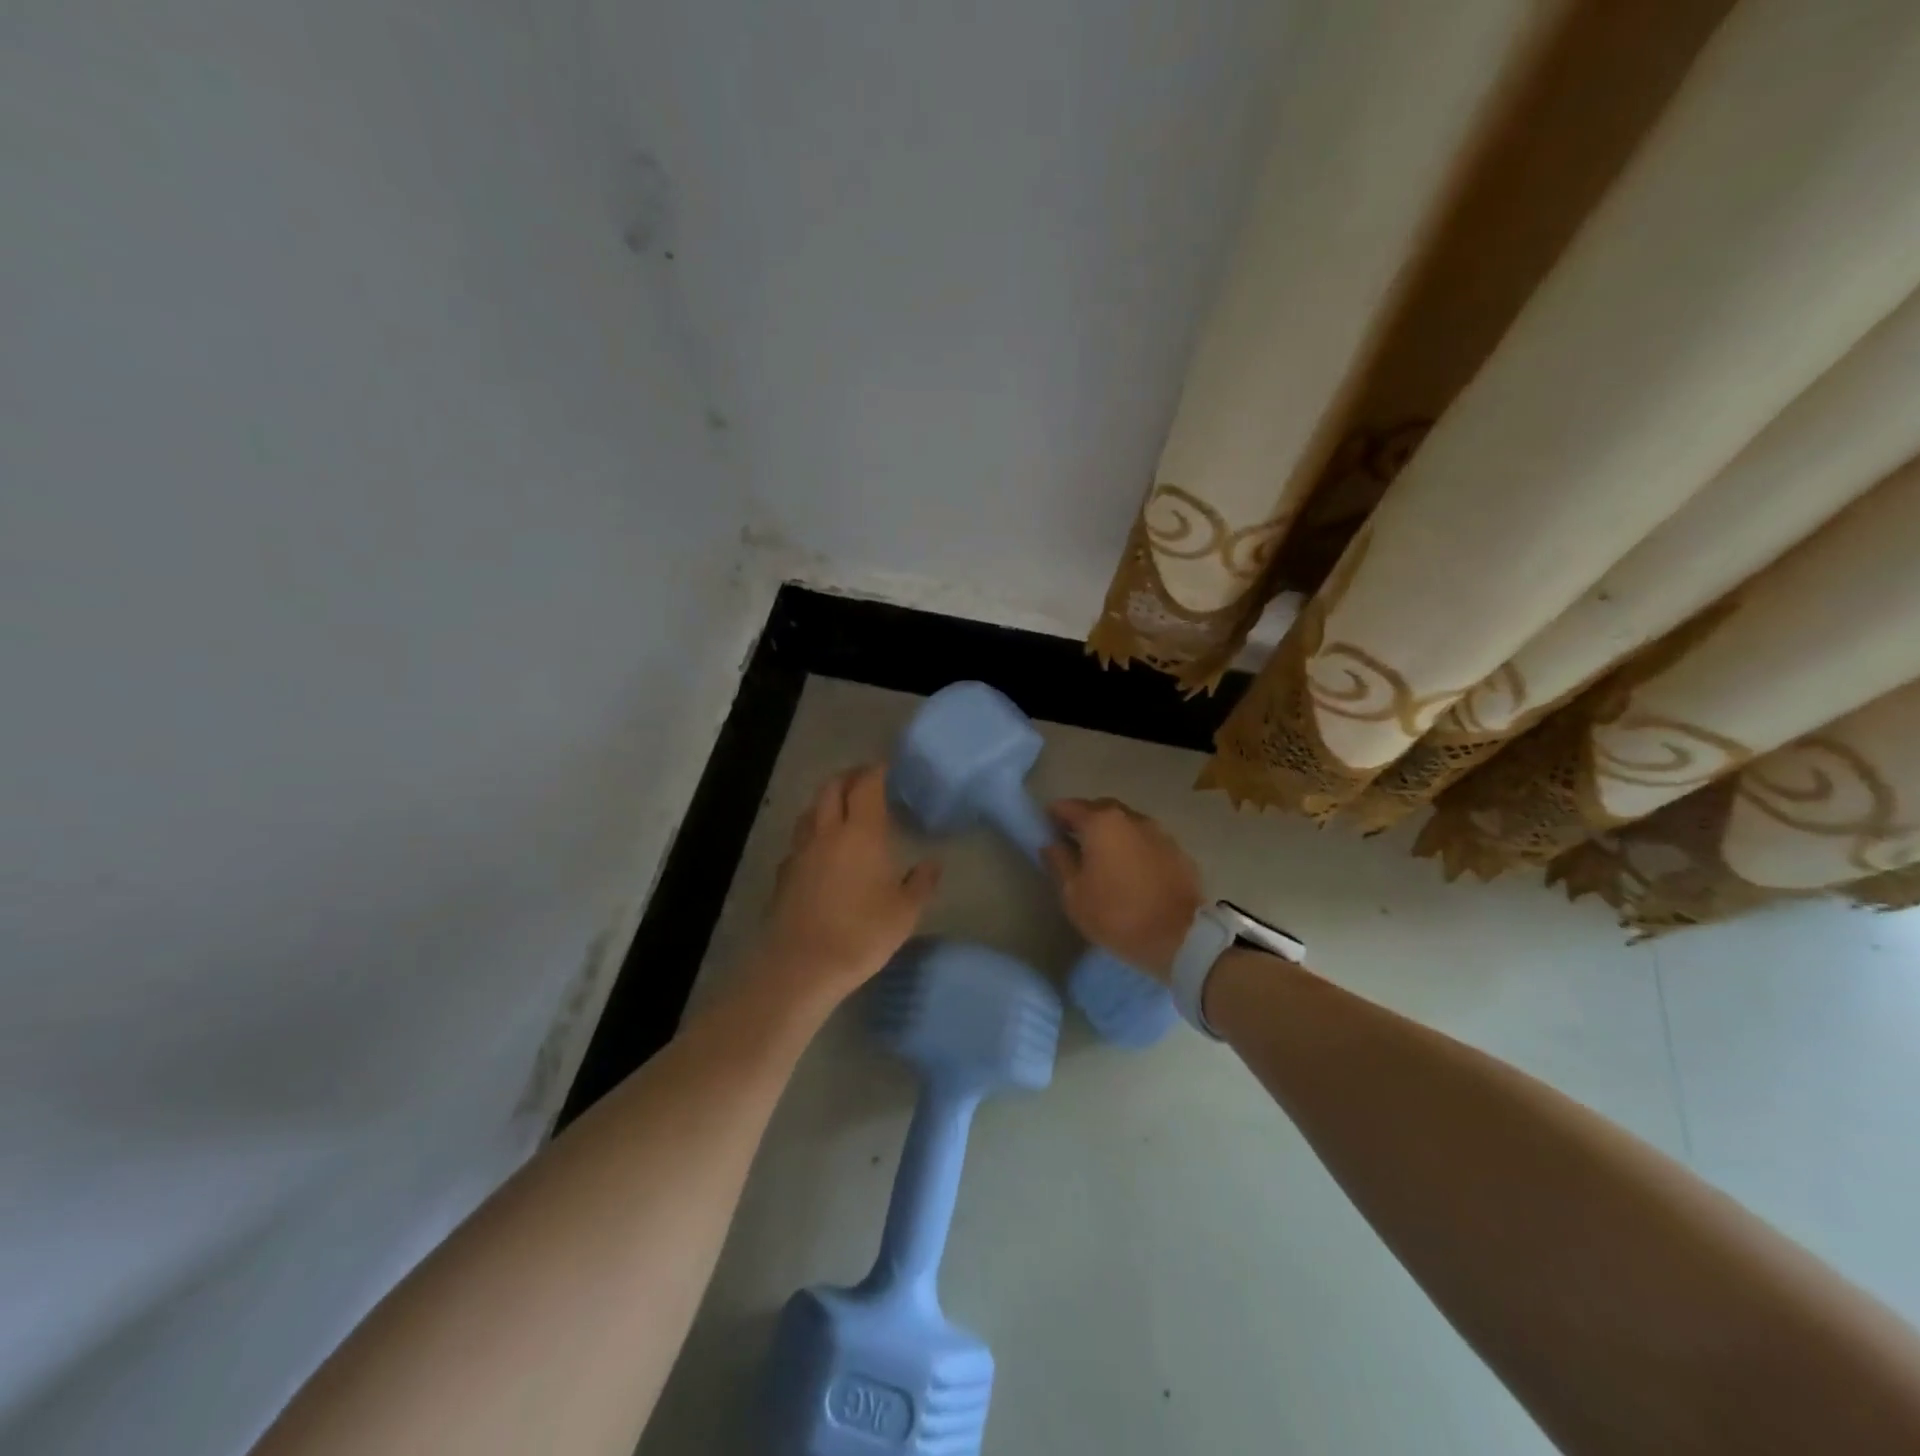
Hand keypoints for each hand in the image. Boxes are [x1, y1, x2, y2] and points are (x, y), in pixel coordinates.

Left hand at [749, 765, 941, 1010]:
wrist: (802, 965)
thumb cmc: (862, 933)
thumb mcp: (905, 912)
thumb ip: (921, 883)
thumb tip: (932, 864)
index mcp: (862, 832)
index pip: (867, 785)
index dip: (876, 771)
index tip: (887, 767)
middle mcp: (828, 832)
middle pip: (832, 788)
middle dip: (849, 777)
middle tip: (865, 780)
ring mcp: (801, 851)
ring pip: (811, 810)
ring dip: (827, 801)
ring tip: (842, 809)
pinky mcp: (784, 872)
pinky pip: (799, 839)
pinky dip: (813, 831)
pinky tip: (821, 849)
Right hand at [1041, 798, 1203, 983]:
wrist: (1181, 938)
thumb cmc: (1117, 915)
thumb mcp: (1074, 895)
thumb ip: (1058, 862)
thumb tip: (1051, 844)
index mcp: (1101, 822)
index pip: (1068, 806)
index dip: (1053, 816)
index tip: (1046, 831)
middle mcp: (1131, 817)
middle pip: (1099, 809)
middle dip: (1083, 821)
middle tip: (1073, 844)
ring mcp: (1159, 832)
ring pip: (1126, 824)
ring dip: (1111, 834)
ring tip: (1103, 860)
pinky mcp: (1178, 850)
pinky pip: (1146, 841)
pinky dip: (1134, 848)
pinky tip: (1131, 871)